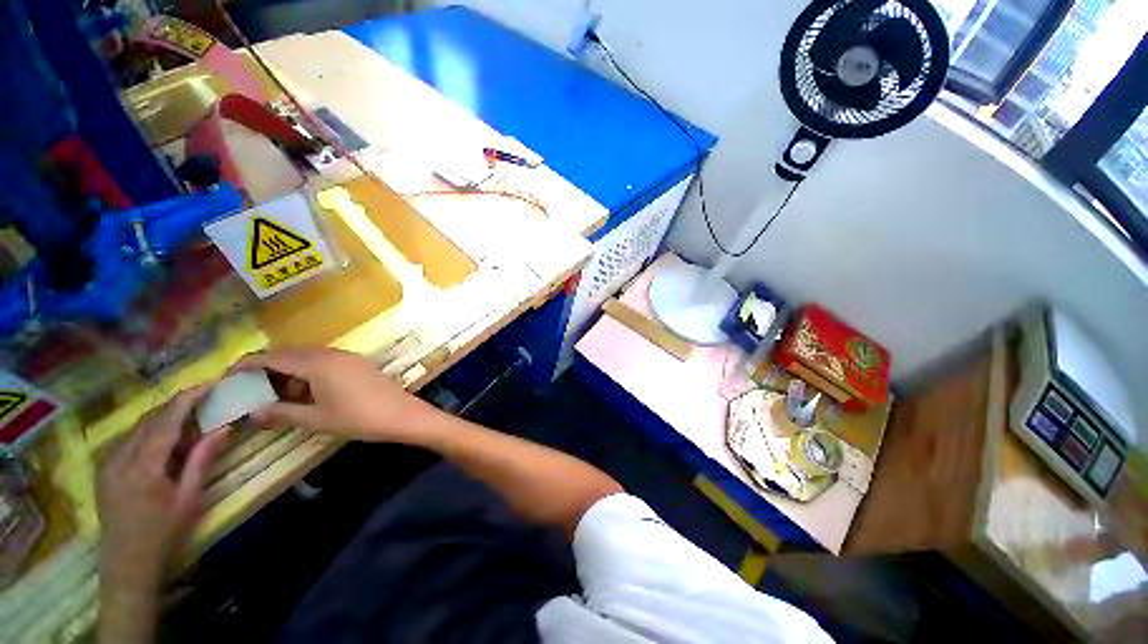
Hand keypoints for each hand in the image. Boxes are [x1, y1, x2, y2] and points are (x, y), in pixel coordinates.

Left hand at [96, 385, 230, 594]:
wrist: (127, 565)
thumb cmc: (165, 533)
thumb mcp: (190, 498)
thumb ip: (202, 460)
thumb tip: (224, 427)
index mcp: (144, 466)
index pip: (166, 420)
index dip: (188, 399)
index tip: (210, 384)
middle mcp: (120, 458)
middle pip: (149, 420)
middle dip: (176, 406)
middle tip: (204, 400)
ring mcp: (107, 463)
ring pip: (136, 427)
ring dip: (162, 418)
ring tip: (187, 419)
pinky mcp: (103, 470)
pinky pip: (126, 439)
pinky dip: (147, 431)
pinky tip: (161, 440)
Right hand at [231, 348, 435, 442]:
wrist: (402, 414)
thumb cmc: (358, 418)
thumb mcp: (315, 419)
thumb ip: (282, 413)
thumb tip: (253, 412)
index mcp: (317, 363)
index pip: (274, 357)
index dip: (248, 364)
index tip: (228, 375)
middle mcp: (332, 353)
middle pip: (291, 353)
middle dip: (268, 368)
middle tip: (251, 388)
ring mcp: (348, 356)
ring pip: (309, 357)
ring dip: (290, 370)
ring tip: (278, 394)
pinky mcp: (359, 363)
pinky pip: (326, 361)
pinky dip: (310, 372)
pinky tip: (307, 391)